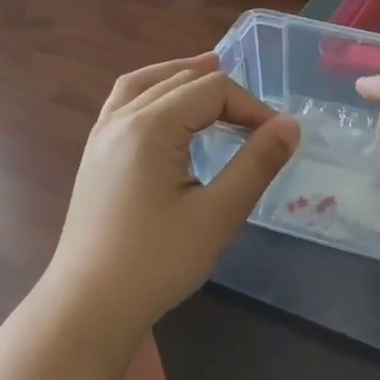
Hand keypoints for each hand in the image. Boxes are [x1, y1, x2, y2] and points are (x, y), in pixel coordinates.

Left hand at [45, 55, 299, 333]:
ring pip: (145, 84)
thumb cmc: (157, 262)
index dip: (251, 106)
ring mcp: (101, 136)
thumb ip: (256, 164)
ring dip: (182, 77)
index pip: (212, 90)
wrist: (90, 305)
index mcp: (150, 127)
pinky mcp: (95, 156)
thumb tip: (290, 125)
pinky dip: (152, 92)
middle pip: (180, 81)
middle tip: (257, 121)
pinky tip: (165, 110)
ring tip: (211, 74)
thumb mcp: (217, 214)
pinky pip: (123, 103)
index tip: (277, 139)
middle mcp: (121, 119)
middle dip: (224, 93)